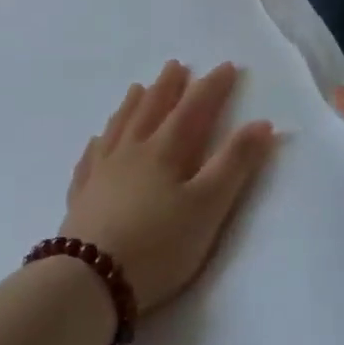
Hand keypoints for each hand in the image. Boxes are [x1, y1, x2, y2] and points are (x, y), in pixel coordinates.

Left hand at [62, 61, 276, 314]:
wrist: (90, 278)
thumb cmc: (159, 244)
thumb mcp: (208, 207)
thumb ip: (234, 164)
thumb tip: (261, 124)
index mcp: (165, 152)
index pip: (192, 110)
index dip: (211, 88)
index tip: (225, 67)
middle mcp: (131, 152)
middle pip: (151, 110)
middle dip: (168, 87)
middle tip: (175, 66)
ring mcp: (101, 172)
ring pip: (119, 127)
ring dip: (132, 105)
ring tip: (138, 88)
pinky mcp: (82, 195)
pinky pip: (91, 158)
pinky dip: (99, 143)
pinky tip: (97, 140)